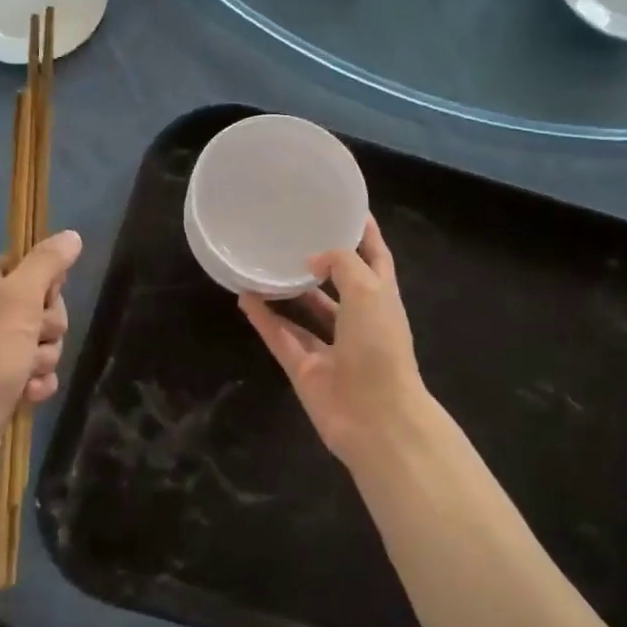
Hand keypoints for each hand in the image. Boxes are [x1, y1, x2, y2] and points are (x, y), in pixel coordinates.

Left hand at [0, 231, 80, 471]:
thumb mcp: (20, 298)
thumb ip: (47, 264)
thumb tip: (72, 235)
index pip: (32, 267)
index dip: (46, 287)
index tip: (41, 302)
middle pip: (45, 306)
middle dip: (48, 329)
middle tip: (32, 341)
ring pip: (46, 341)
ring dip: (44, 358)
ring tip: (25, 373)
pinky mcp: (5, 378)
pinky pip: (40, 370)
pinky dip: (38, 381)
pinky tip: (27, 392)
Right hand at [239, 217, 429, 469]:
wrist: (376, 418)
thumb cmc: (380, 347)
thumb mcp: (369, 291)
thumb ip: (342, 264)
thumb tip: (313, 259)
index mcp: (382, 299)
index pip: (375, 258)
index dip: (365, 233)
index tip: (345, 208)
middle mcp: (357, 320)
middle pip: (338, 285)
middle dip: (320, 262)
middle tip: (290, 234)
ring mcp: (331, 347)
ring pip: (305, 312)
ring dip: (286, 290)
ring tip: (261, 263)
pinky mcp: (305, 369)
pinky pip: (281, 337)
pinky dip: (264, 319)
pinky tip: (244, 297)